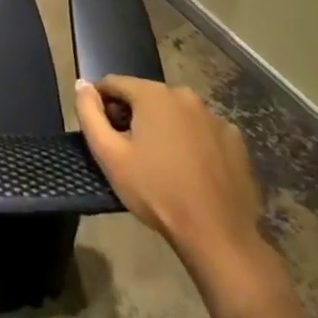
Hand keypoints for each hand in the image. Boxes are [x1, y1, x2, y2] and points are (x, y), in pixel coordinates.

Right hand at [75, 75, 268, 284]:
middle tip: (127, 150)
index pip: (113, 83)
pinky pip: (200, 130)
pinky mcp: (235, 141)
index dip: (101, 104)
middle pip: (145, 96)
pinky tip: (188, 169)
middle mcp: (187, 97)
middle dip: (131, 115)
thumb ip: (88, 113)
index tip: (102, 133)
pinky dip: (188, 140)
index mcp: (154, 95)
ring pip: (174, 113)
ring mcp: (216, 118)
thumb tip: (82, 85)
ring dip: (160, 127)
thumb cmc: (155, 190)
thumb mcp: (108, 153)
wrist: (217, 233)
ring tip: (158, 162)